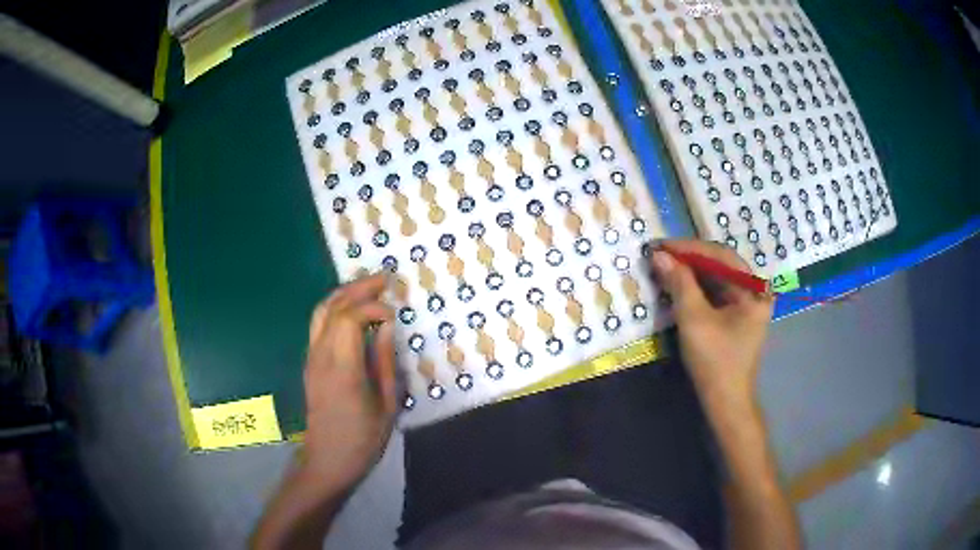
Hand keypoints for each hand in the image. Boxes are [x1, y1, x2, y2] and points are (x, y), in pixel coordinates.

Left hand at [299, 274, 396, 493]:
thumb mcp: (386, 404)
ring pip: (321, 312)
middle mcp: (321, 356)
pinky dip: (336, 308)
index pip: (350, 318)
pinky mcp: (310, 363)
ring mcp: (311, 358)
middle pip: (333, 307)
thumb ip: (384, 361)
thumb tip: (386, 327)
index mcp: (342, 368)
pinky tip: (353, 310)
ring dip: (344, 293)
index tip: (394, 314)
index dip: (373, 307)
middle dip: (358, 288)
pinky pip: (319, 325)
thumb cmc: (363, 438)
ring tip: (368, 287)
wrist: (327, 460)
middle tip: (384, 279)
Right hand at [649, 240, 773, 409]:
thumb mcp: (694, 319)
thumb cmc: (714, 360)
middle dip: (689, 259)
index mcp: (753, 289)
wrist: (725, 401)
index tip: (660, 245)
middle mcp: (754, 292)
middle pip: (720, 265)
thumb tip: (659, 255)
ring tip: (664, 267)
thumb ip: (679, 283)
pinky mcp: (736, 317)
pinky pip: (715, 294)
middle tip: (659, 255)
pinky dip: (695, 288)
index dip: (689, 248)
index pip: (720, 255)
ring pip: (716, 279)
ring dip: (690, 273)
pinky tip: (677, 285)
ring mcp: (746, 305)